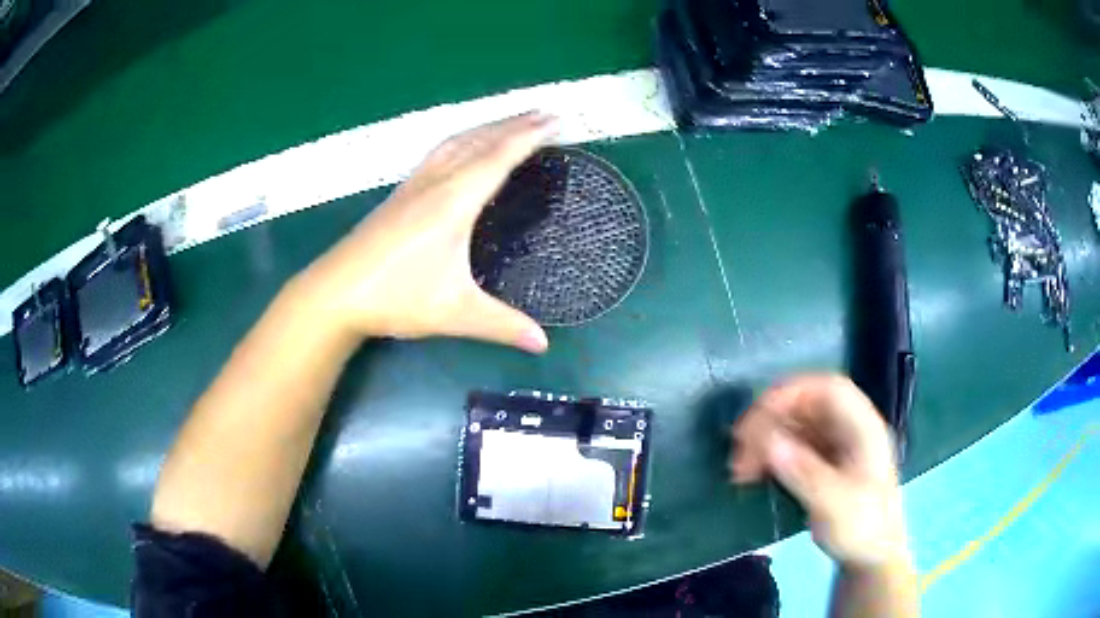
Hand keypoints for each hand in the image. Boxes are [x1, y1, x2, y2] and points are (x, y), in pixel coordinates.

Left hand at [296, 113, 556, 352]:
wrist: (335, 293)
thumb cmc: (395, 298)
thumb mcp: (454, 313)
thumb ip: (502, 325)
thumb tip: (544, 344)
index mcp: (453, 202)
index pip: (498, 158)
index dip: (529, 137)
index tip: (555, 120)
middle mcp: (434, 184)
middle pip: (479, 141)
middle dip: (513, 124)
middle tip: (543, 114)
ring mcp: (413, 186)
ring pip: (455, 143)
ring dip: (487, 128)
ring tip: (510, 122)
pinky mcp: (399, 195)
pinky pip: (438, 153)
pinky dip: (462, 140)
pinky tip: (461, 148)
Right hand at [729, 374, 908, 567]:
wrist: (871, 557)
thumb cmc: (862, 528)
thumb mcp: (835, 503)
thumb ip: (803, 472)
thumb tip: (767, 442)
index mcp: (863, 428)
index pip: (829, 390)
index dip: (793, 392)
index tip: (759, 415)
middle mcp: (849, 429)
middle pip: (807, 406)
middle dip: (771, 420)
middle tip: (740, 447)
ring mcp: (835, 447)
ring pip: (795, 427)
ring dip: (766, 439)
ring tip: (740, 466)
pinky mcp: (822, 465)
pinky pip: (792, 448)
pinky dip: (770, 455)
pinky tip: (752, 473)